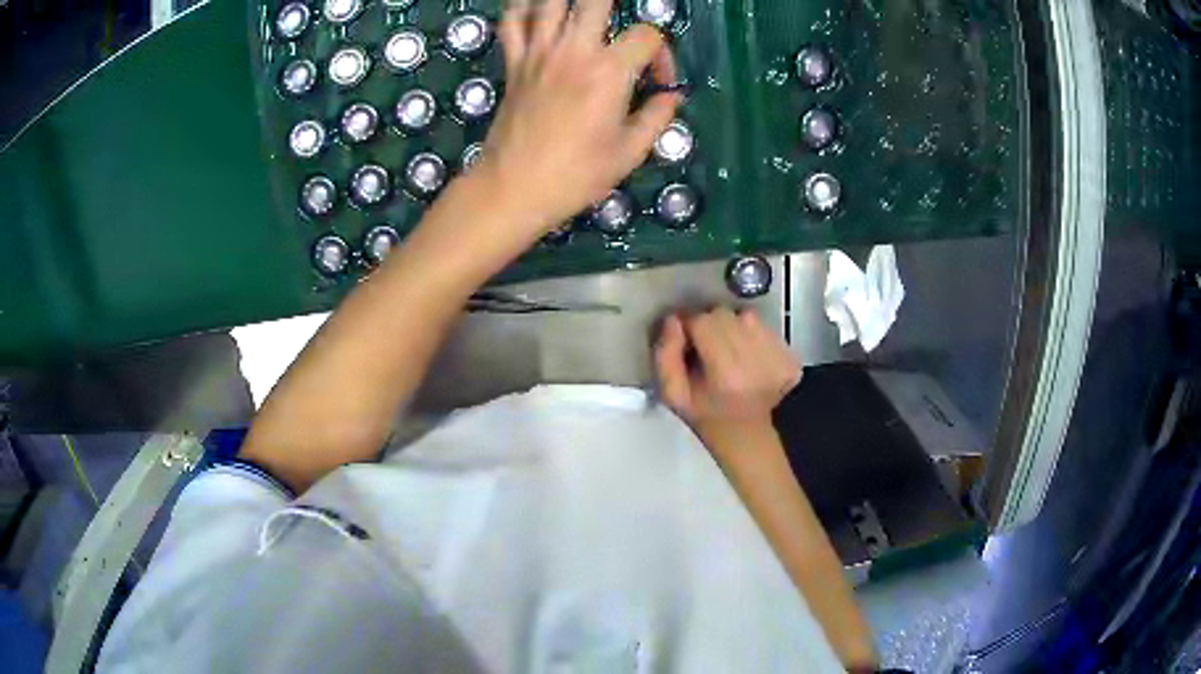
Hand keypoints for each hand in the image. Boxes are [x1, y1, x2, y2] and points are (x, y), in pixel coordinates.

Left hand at [477, 0, 681, 234]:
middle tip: (621, 29)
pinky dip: (520, 10)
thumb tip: (671, 97)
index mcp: (608, 73)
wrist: (512, 189)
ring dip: (569, 3)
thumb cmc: (574, 176)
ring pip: (549, 2)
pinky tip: (536, 13)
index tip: (657, 81)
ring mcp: (538, 53)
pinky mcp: (513, 63)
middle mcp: (573, 51)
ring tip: (583, 14)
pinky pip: (510, 23)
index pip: (646, 36)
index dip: (662, 53)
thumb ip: (655, 118)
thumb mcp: (628, 153)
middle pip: (595, 0)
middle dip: (613, 6)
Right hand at [655, 308, 801, 439]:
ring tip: (728, 351)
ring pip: (746, 316)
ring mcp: (777, 357)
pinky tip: (748, 358)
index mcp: (726, 373)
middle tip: (706, 346)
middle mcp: (756, 360)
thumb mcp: (672, 394)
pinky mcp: (790, 358)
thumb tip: (673, 321)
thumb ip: (665, 356)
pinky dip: (753, 335)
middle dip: (710, 325)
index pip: (703, 322)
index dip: (689, 326)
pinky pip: (765, 328)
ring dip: (733, 327)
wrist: (745, 434)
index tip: (686, 341)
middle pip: (724, 315)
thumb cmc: (706, 414)